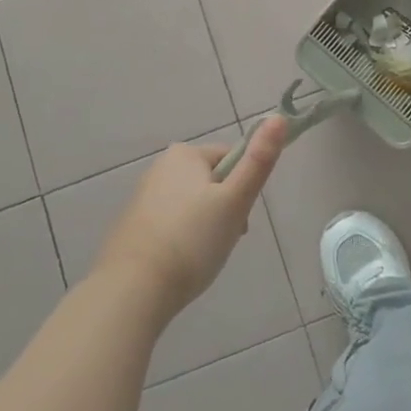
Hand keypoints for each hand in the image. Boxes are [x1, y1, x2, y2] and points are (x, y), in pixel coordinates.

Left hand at [96, 116, 287, 320]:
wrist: (130, 292)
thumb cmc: (191, 240)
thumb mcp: (235, 200)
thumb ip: (259, 160)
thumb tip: (279, 117)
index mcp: (184, 154)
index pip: (231, 159)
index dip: (243, 188)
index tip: (240, 218)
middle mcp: (159, 168)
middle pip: (212, 182)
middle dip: (225, 209)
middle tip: (224, 239)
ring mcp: (142, 198)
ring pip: (193, 206)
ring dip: (206, 226)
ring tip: (203, 257)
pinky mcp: (131, 227)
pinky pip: (171, 224)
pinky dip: (182, 240)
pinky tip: (182, 264)